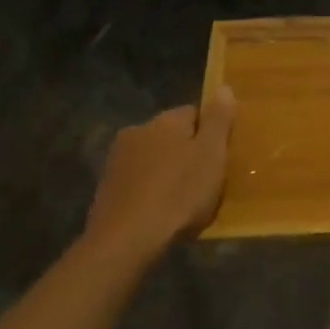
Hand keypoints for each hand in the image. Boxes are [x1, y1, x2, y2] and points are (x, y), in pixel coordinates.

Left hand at [85, 90, 235, 261]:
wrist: (125, 241)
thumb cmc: (178, 194)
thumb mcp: (211, 155)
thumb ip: (219, 119)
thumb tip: (224, 87)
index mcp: (166, 119)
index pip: (196, 113)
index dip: (212, 134)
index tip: (221, 158)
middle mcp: (138, 130)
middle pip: (173, 136)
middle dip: (188, 153)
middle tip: (206, 182)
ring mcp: (118, 160)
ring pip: (154, 159)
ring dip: (167, 173)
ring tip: (183, 203)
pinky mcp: (106, 188)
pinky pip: (138, 182)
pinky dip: (150, 192)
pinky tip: (160, 213)